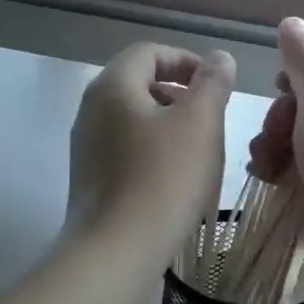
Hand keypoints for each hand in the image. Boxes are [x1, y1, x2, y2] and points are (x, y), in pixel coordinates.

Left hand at [67, 43, 235, 268]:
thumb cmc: (163, 179)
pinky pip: (125, 147)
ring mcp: (86, 145)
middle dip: (179, 92)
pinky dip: (152, 149)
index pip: (149, 52)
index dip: (186, 60)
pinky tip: (174, 177)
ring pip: (133, 117)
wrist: (116, 251)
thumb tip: (218, 58)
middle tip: (210, 116)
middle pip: (138, 83)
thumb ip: (212, 83)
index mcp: (113, 86)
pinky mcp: (90, 177)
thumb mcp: (200, 123)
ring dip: (168, 123)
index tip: (216, 84)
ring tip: (197, 149)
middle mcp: (91, 109)